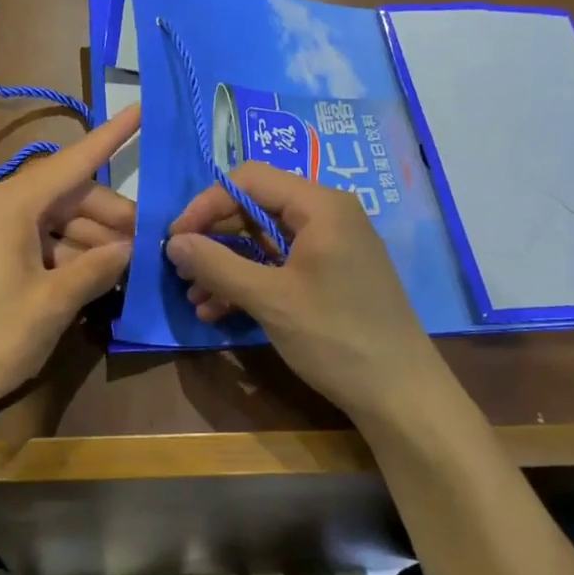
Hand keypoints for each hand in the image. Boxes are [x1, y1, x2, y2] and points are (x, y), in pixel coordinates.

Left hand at [0, 106, 140, 433]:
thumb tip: (131, 248)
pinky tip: (92, 279)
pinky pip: (35, 243)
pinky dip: (66, 256)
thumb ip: (96, 269)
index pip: (72, 161)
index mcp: (12, 206)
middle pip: (67, 197)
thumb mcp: (52, 304)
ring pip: (53, 222)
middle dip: (109, 216)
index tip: (141, 109)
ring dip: (91, 240)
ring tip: (127, 267)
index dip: (111, 137)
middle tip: (147, 243)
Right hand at [165, 162, 454, 430]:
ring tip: (195, 298)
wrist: (400, 394)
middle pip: (255, 208)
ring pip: (264, 241)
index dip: (206, 204)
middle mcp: (327, 216)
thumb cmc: (335, 336)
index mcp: (320, 206)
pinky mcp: (330, 277)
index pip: (249, 180)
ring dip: (226, 266)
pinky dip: (249, 282)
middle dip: (214, 239)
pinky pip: (280, 266)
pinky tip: (219, 311)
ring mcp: (331, 247)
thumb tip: (173, 243)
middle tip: (180, 270)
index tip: (175, 239)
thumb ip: (217, 265)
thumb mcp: (270, 299)